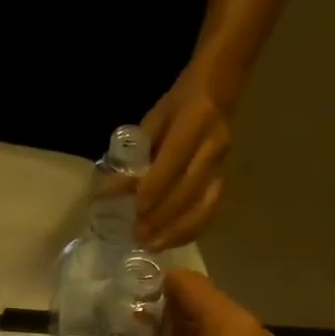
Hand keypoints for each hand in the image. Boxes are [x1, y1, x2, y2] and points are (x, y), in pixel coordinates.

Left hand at [136, 72, 230, 249]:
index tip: (136, 209)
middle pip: (190, 189)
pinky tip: (171, 241)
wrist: (220, 90)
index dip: (155, 188)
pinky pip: (211, 211)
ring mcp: (222, 165)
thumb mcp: (155, 119)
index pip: (174, 160)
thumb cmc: (179, 103)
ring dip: (178, 230)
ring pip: (205, 206)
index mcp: (196, 121)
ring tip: (153, 245)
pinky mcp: (224, 180)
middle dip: (163, 216)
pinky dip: (191, 230)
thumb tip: (110, 189)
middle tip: (138, 235)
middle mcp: (214, 145)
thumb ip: (137, 154)